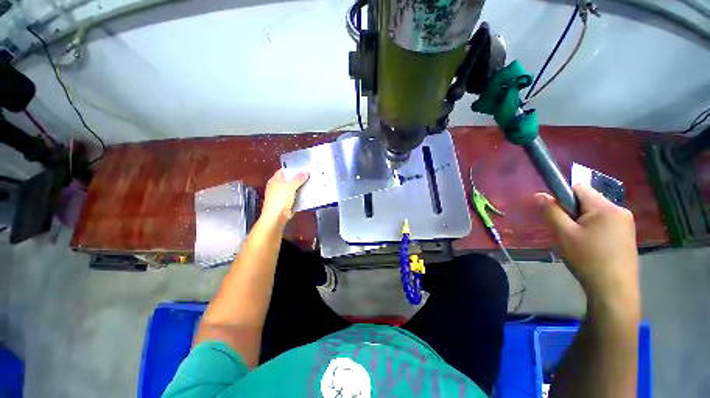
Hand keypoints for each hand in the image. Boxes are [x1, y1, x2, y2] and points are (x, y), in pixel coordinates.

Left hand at [260, 169, 308, 227]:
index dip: (293, 168)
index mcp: (275, 179)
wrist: (276, 217)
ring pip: (293, 189)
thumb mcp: (291, 186)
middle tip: (310, 175)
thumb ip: (298, 178)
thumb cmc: (280, 199)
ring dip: (301, 187)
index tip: (303, 167)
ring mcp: (281, 195)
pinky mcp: (286, 203)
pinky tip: (308, 194)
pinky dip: (301, 195)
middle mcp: (277, 186)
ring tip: (311, 183)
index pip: (284, 170)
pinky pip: (295, 197)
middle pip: (289, 179)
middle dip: (299, 178)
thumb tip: (306, 172)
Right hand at [536, 185, 638, 308]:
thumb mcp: (564, 234)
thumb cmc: (588, 259)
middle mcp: (620, 211)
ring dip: (581, 223)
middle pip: (587, 201)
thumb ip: (551, 211)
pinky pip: (604, 224)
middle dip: (572, 213)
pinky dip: (592, 230)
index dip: (562, 197)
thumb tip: (539, 195)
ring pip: (595, 214)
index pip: (578, 188)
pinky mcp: (627, 236)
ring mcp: (626, 224)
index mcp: (606, 207)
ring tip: (577, 242)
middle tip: (566, 232)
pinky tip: (589, 247)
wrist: (614, 290)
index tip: (557, 214)